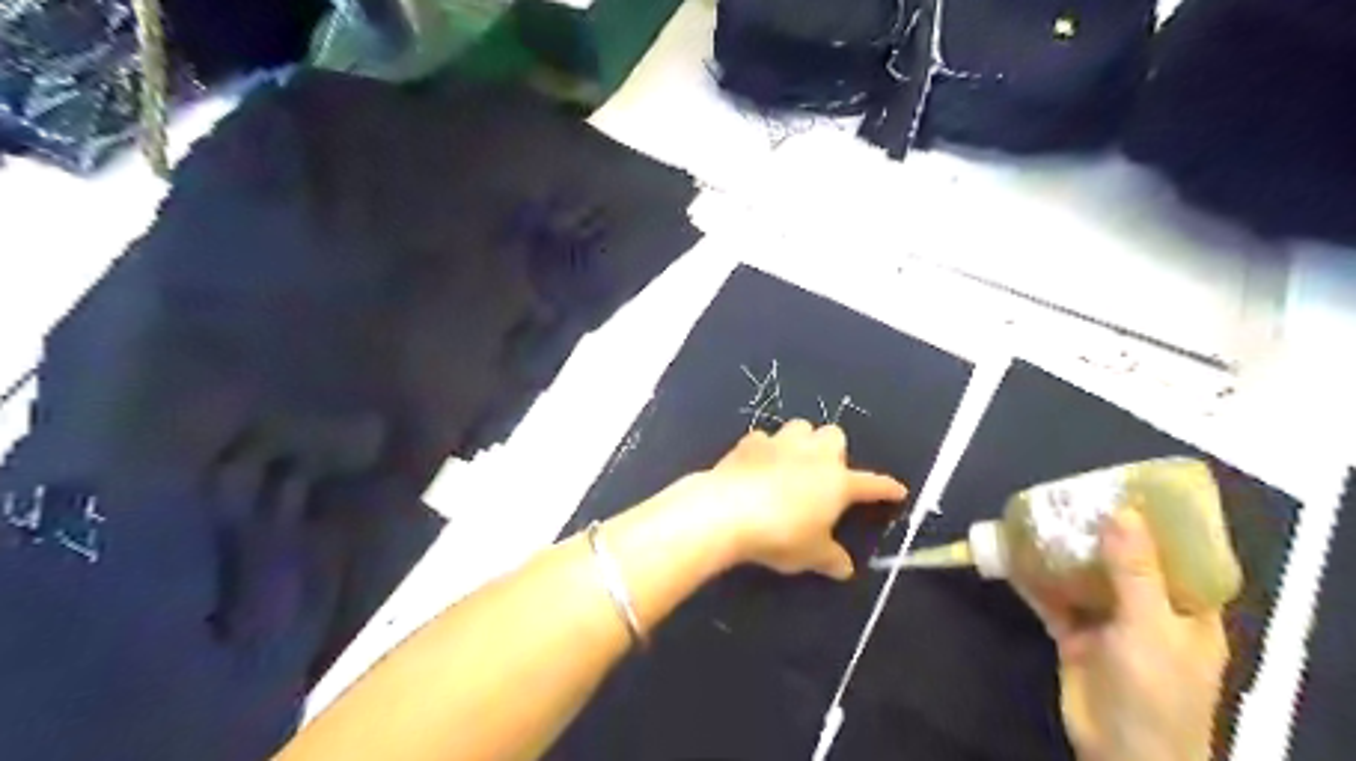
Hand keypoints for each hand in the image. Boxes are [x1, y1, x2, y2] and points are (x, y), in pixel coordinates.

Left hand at [692, 419, 904, 579]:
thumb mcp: (810, 555)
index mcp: (837, 482)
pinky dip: (764, 448)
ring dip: (801, 441)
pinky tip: (758, 464)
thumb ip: (830, 559)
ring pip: (800, 426)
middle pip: (834, 435)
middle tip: (824, 473)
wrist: (729, 510)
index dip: (885, 488)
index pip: (871, 484)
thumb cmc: (781, 535)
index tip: (897, 490)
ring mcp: (780, 443)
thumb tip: (846, 569)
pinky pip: (763, 438)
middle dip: (833, 450)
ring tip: (791, 461)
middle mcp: (813, 455)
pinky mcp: (749, 443)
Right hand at [1030, 508, 1230, 760]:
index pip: (1177, 554)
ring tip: (1037, 517)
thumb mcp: (1150, 628)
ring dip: (1061, 552)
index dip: (1155, 522)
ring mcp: (1108, 622)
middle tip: (1068, 496)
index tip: (1124, 488)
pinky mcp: (1074, 635)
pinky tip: (1012, 556)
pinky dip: (1034, 580)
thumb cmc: (1155, 691)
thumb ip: (1134, 571)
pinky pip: (1052, 599)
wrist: (1120, 752)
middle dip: (1096, 531)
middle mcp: (1147, 610)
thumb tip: (1121, 512)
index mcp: (1184, 608)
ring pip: (1083, 577)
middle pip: (1122, 560)